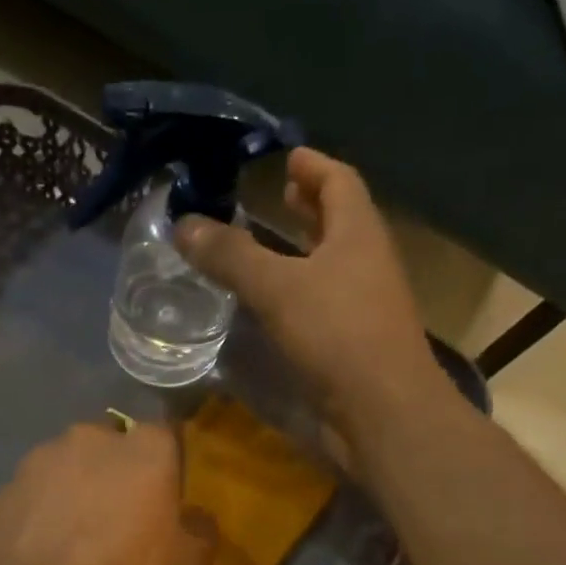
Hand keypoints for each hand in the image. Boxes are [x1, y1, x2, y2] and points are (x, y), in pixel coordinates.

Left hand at [0, 421, 215, 564]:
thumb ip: (198, 530)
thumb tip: (195, 519)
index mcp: (144, 449)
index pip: (163, 438)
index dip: (164, 468)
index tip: (163, 499)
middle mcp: (89, 439)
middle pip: (110, 447)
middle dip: (115, 474)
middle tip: (119, 517)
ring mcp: (39, 461)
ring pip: (66, 467)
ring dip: (74, 490)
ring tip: (74, 537)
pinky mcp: (3, 491)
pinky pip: (34, 496)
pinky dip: (40, 513)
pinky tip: (43, 550)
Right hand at [175, 148, 438, 444]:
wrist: (382, 410)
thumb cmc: (337, 334)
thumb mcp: (277, 288)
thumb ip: (231, 256)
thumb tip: (183, 225)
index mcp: (358, 233)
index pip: (339, 181)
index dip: (313, 165)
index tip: (286, 154)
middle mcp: (367, 262)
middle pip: (341, 221)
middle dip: (311, 206)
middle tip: (279, 195)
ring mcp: (364, 305)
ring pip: (333, 265)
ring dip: (305, 251)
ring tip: (269, 246)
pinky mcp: (354, 343)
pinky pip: (324, 303)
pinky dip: (300, 293)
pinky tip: (274, 305)